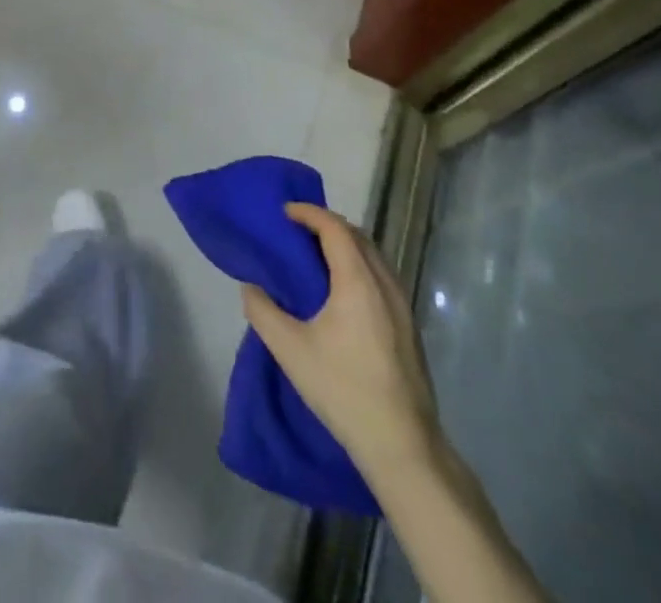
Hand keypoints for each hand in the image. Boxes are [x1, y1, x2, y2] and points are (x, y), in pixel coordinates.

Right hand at [241, 203, 441, 483]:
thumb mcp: (289, 350)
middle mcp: (385, 285)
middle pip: (357, 236)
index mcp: (358, 282)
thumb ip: (262, 311)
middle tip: (295, 232)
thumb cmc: (343, 390)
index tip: (284, 212)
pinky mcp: (408, 327)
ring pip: (373, 256)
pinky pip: (381, 277)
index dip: (308, 213)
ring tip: (314, 258)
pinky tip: (340, 291)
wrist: (403, 447)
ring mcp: (402, 306)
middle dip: (326, 225)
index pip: (335, 228)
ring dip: (344, 245)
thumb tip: (252, 287)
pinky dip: (358, 266)